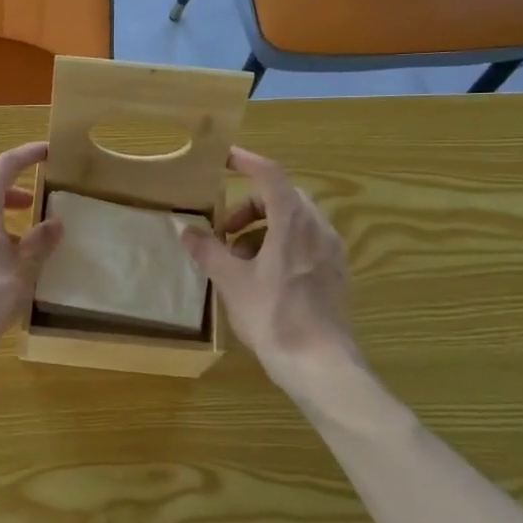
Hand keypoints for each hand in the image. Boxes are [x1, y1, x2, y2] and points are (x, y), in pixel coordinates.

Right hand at [181, 147, 359, 389]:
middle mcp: (318, 228)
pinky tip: (261, 277)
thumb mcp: (232, 282)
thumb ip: (208, 251)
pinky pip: (305, 242)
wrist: (321, 364)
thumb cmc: (274, 317)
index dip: (247, 161)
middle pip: (282, 198)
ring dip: (262, 229)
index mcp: (293, 222)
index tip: (224, 157)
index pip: (270, 175)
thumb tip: (187, 231)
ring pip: (294, 221)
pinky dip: (280, 245)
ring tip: (237, 260)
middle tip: (223, 231)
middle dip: (249, 207)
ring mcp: (330, 251)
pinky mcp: (334, 272)